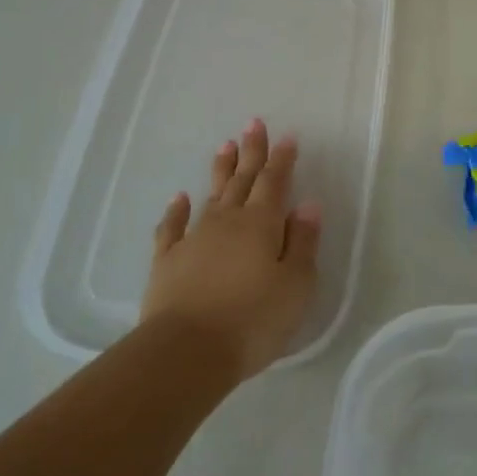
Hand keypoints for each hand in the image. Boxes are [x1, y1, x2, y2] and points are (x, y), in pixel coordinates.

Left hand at [140, 119, 321, 379]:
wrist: (187, 352)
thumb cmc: (253, 320)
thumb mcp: (296, 284)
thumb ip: (304, 242)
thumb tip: (308, 205)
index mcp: (262, 224)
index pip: (275, 182)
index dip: (283, 159)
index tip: (287, 136)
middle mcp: (228, 222)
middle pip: (242, 179)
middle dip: (251, 151)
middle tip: (253, 123)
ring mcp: (194, 239)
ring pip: (211, 196)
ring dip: (220, 170)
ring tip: (225, 145)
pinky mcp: (167, 261)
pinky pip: (172, 227)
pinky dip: (176, 210)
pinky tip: (179, 198)